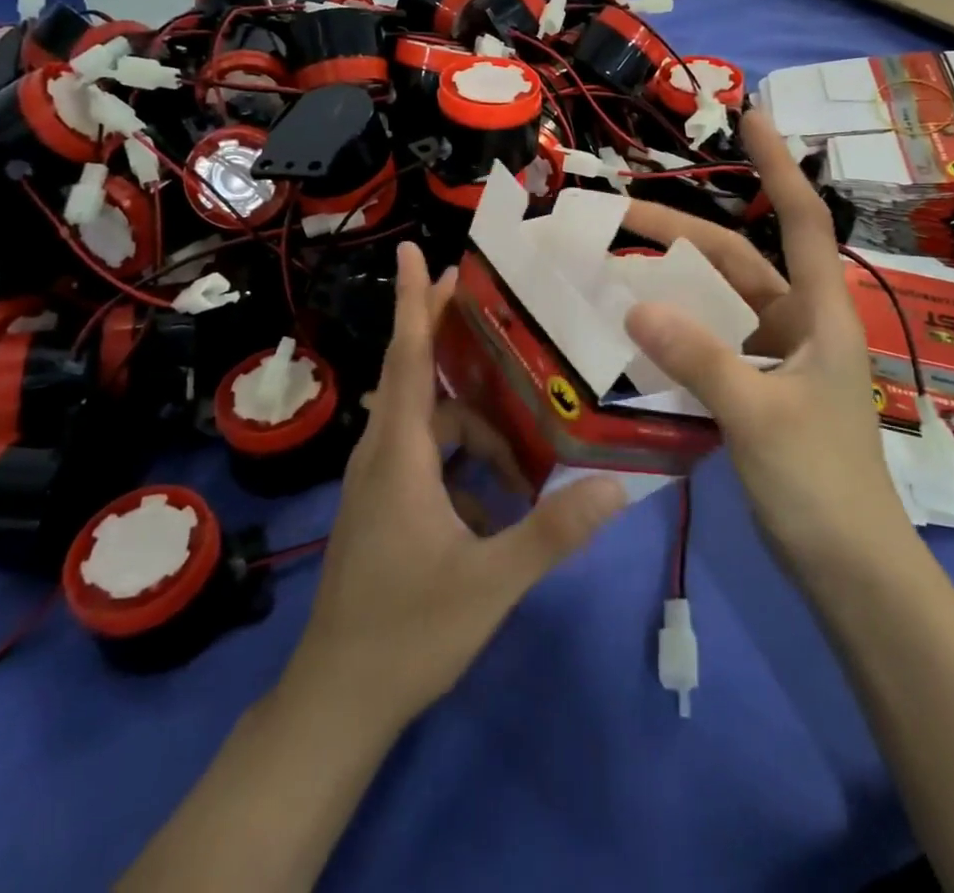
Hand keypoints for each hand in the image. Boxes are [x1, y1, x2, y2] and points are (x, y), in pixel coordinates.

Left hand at [281, 242, 626, 732]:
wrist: (337, 702)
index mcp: (399, 454)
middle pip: (421, 379)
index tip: (414, 251)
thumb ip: (554, 532)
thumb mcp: (490, 582)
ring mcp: (379, 482)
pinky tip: (501, 504)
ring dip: (477, 430)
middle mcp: (382, 454)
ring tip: (527, 457)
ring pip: (432, 428)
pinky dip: (464, 466)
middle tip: (505, 319)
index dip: (412, 302)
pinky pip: (428, 462)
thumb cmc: (407, 632)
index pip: (406, 357)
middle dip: (456, 344)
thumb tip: (617, 486)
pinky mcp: (384, 507)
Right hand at [623, 110, 912, 580]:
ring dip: (669, 287)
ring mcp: (777, 360)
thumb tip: (635, 304)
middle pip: (734, 261)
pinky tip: (633, 337)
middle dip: (676, 235)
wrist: (852, 572)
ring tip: (610, 272)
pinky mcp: (758, 393)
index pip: (799, 219)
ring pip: (715, 305)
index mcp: (819, 313)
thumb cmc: (821, 485)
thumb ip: (698, 357)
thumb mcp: (757, 415)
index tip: (752, 115)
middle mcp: (799, 324)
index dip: (777, 164)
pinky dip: (674, 335)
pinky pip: (708, 347)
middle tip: (613, 218)